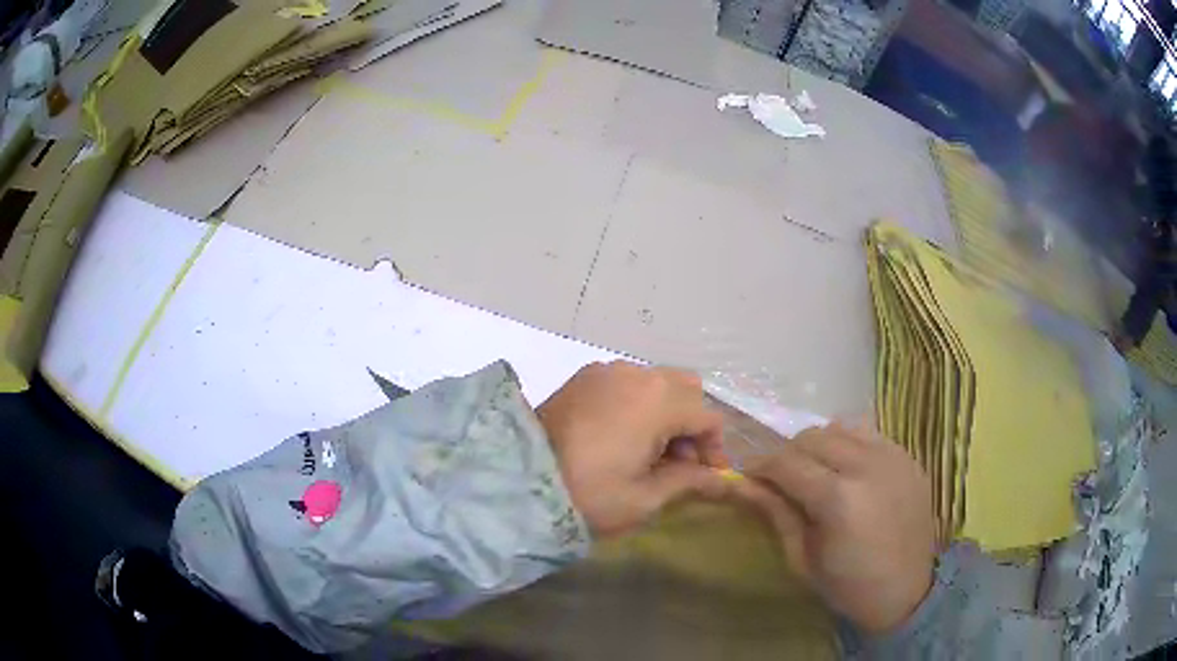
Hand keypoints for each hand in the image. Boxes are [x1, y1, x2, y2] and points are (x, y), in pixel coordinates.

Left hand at [538, 361, 728, 537]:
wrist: (518, 481)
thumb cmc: (588, 494)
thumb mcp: (645, 497)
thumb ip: (689, 481)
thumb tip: (722, 480)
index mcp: (658, 400)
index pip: (706, 416)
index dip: (714, 448)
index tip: (707, 476)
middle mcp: (636, 373)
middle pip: (686, 389)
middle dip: (691, 423)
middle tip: (678, 462)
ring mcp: (606, 371)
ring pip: (656, 382)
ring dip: (666, 411)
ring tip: (648, 451)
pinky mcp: (583, 377)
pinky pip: (626, 382)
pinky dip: (638, 402)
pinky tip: (621, 435)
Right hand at [732, 423, 935, 634]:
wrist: (907, 591)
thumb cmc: (848, 586)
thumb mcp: (802, 559)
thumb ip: (776, 514)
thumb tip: (743, 484)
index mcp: (837, 498)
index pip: (786, 463)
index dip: (760, 466)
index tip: (749, 477)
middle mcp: (866, 466)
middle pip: (812, 437)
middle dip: (788, 454)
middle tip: (782, 480)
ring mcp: (892, 456)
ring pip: (841, 427)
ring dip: (819, 445)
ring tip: (816, 471)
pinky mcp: (908, 457)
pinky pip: (869, 434)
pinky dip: (849, 444)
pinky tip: (847, 470)